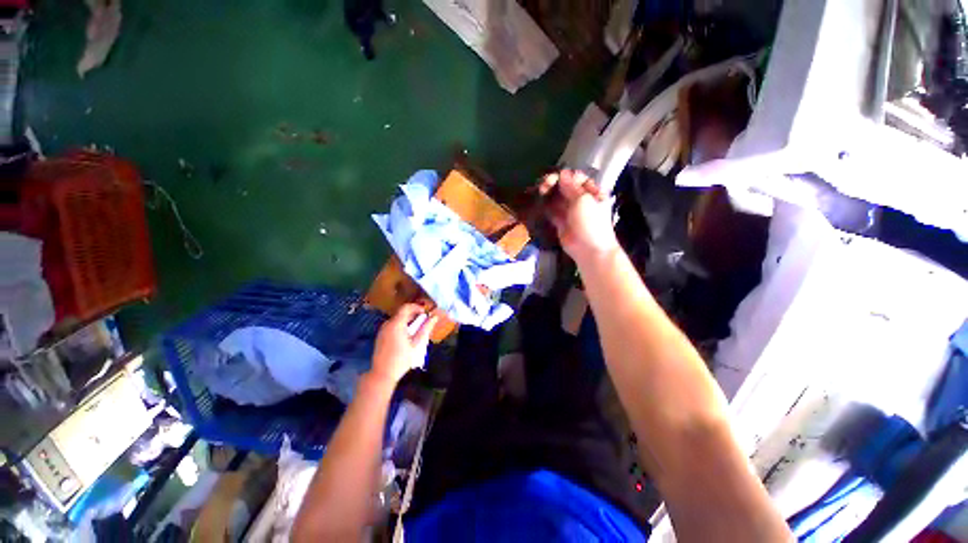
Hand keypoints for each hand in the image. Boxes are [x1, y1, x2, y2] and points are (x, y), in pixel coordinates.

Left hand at [369, 304, 437, 387]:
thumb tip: (434, 317)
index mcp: (396, 324)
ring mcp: (382, 330)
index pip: (406, 307)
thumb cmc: (401, 359)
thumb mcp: (416, 344)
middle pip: (401, 312)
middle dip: (413, 314)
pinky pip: (392, 325)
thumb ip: (425, 329)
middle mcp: (387, 324)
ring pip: (397, 319)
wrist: (382, 374)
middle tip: (423, 321)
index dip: (417, 307)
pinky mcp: (381, 336)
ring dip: (408, 320)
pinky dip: (401, 325)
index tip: (425, 313)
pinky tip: (407, 335)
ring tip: (417, 329)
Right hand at [539, 169, 618, 262]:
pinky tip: (538, 200)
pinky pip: (551, 210)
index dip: (566, 176)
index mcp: (591, 192)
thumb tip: (563, 173)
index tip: (556, 178)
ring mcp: (570, 211)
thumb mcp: (583, 201)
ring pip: (557, 198)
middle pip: (565, 187)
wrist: (590, 250)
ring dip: (548, 193)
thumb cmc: (591, 223)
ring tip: (540, 191)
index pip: (577, 178)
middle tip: (544, 185)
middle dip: (554, 183)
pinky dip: (545, 205)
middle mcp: (580, 200)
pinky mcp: (560, 222)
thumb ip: (571, 187)